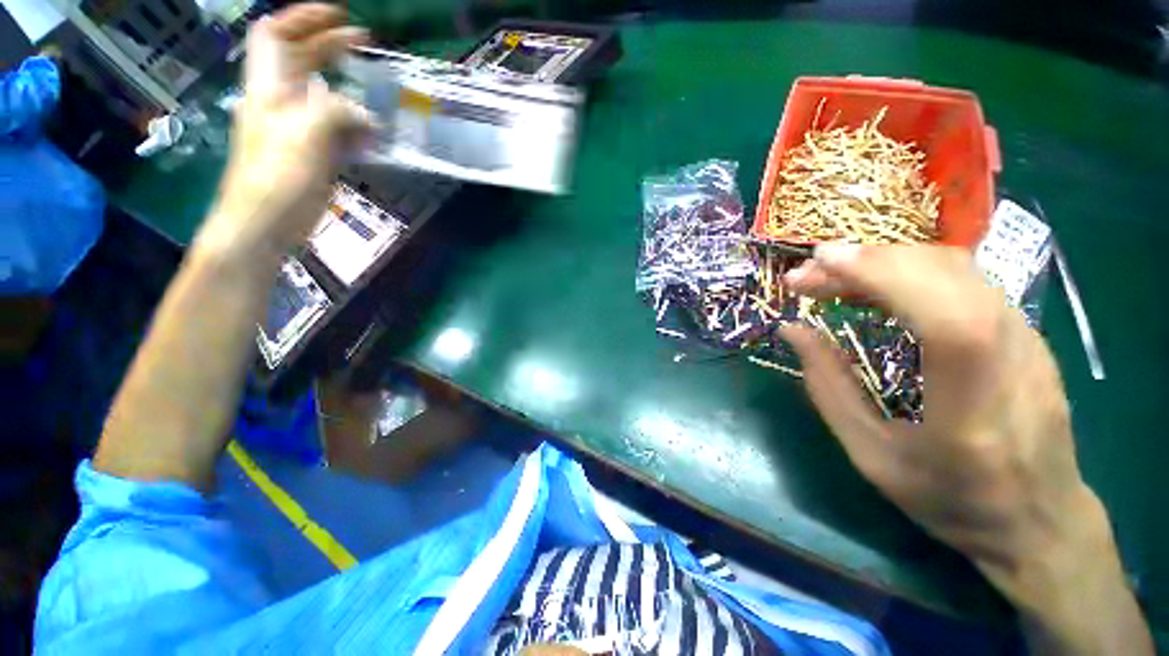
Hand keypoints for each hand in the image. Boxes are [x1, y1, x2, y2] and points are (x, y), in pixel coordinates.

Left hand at [197, 4, 370, 260]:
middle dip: (331, 46)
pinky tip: (374, 137)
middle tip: (365, 45)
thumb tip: (367, 115)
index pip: (277, 35)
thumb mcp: (306, 137)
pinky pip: (336, 131)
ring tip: (377, 94)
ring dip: (350, 92)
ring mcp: (297, 130)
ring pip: (324, 98)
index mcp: (270, 89)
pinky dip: (355, 128)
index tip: (340, 15)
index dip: (304, 17)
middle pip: (302, 61)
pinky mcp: (312, 155)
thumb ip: (336, 113)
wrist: (264, 225)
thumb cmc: (277, 179)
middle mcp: (281, 103)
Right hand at [781, 245, 1150, 653]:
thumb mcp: (871, 456)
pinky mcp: (1026, 332)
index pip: (948, 319)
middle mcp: (1015, 362)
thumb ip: (828, 387)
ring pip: (956, 269)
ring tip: (832, 278)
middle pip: (948, 277)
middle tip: (807, 276)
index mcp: (975, 411)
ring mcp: (1029, 340)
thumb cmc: (950, 499)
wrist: (1040, 519)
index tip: (820, 262)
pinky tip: (875, 287)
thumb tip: (792, 329)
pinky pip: (964, 280)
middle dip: (867, 263)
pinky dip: (909, 270)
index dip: (885, 277)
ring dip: (885, 262)